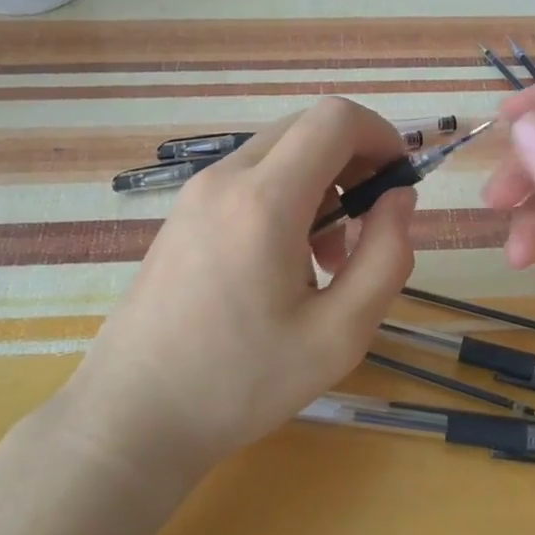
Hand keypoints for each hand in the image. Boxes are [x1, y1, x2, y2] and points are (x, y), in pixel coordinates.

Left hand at [68, 98, 416, 483]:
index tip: (399, 183)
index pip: (335, 119)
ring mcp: (197, 193)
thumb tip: (400, 198)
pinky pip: (249, 178)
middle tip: (369, 225)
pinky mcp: (184, 212)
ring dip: (321, 184)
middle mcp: (226, 179)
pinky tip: (286, 262)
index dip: (381, 136)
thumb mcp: (339, 334)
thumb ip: (386, 257)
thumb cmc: (241, 382)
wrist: (134, 414)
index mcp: (265, 201)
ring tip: (328, 257)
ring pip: (279, 152)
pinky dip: (286, 197)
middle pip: (307, 128)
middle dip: (354, 161)